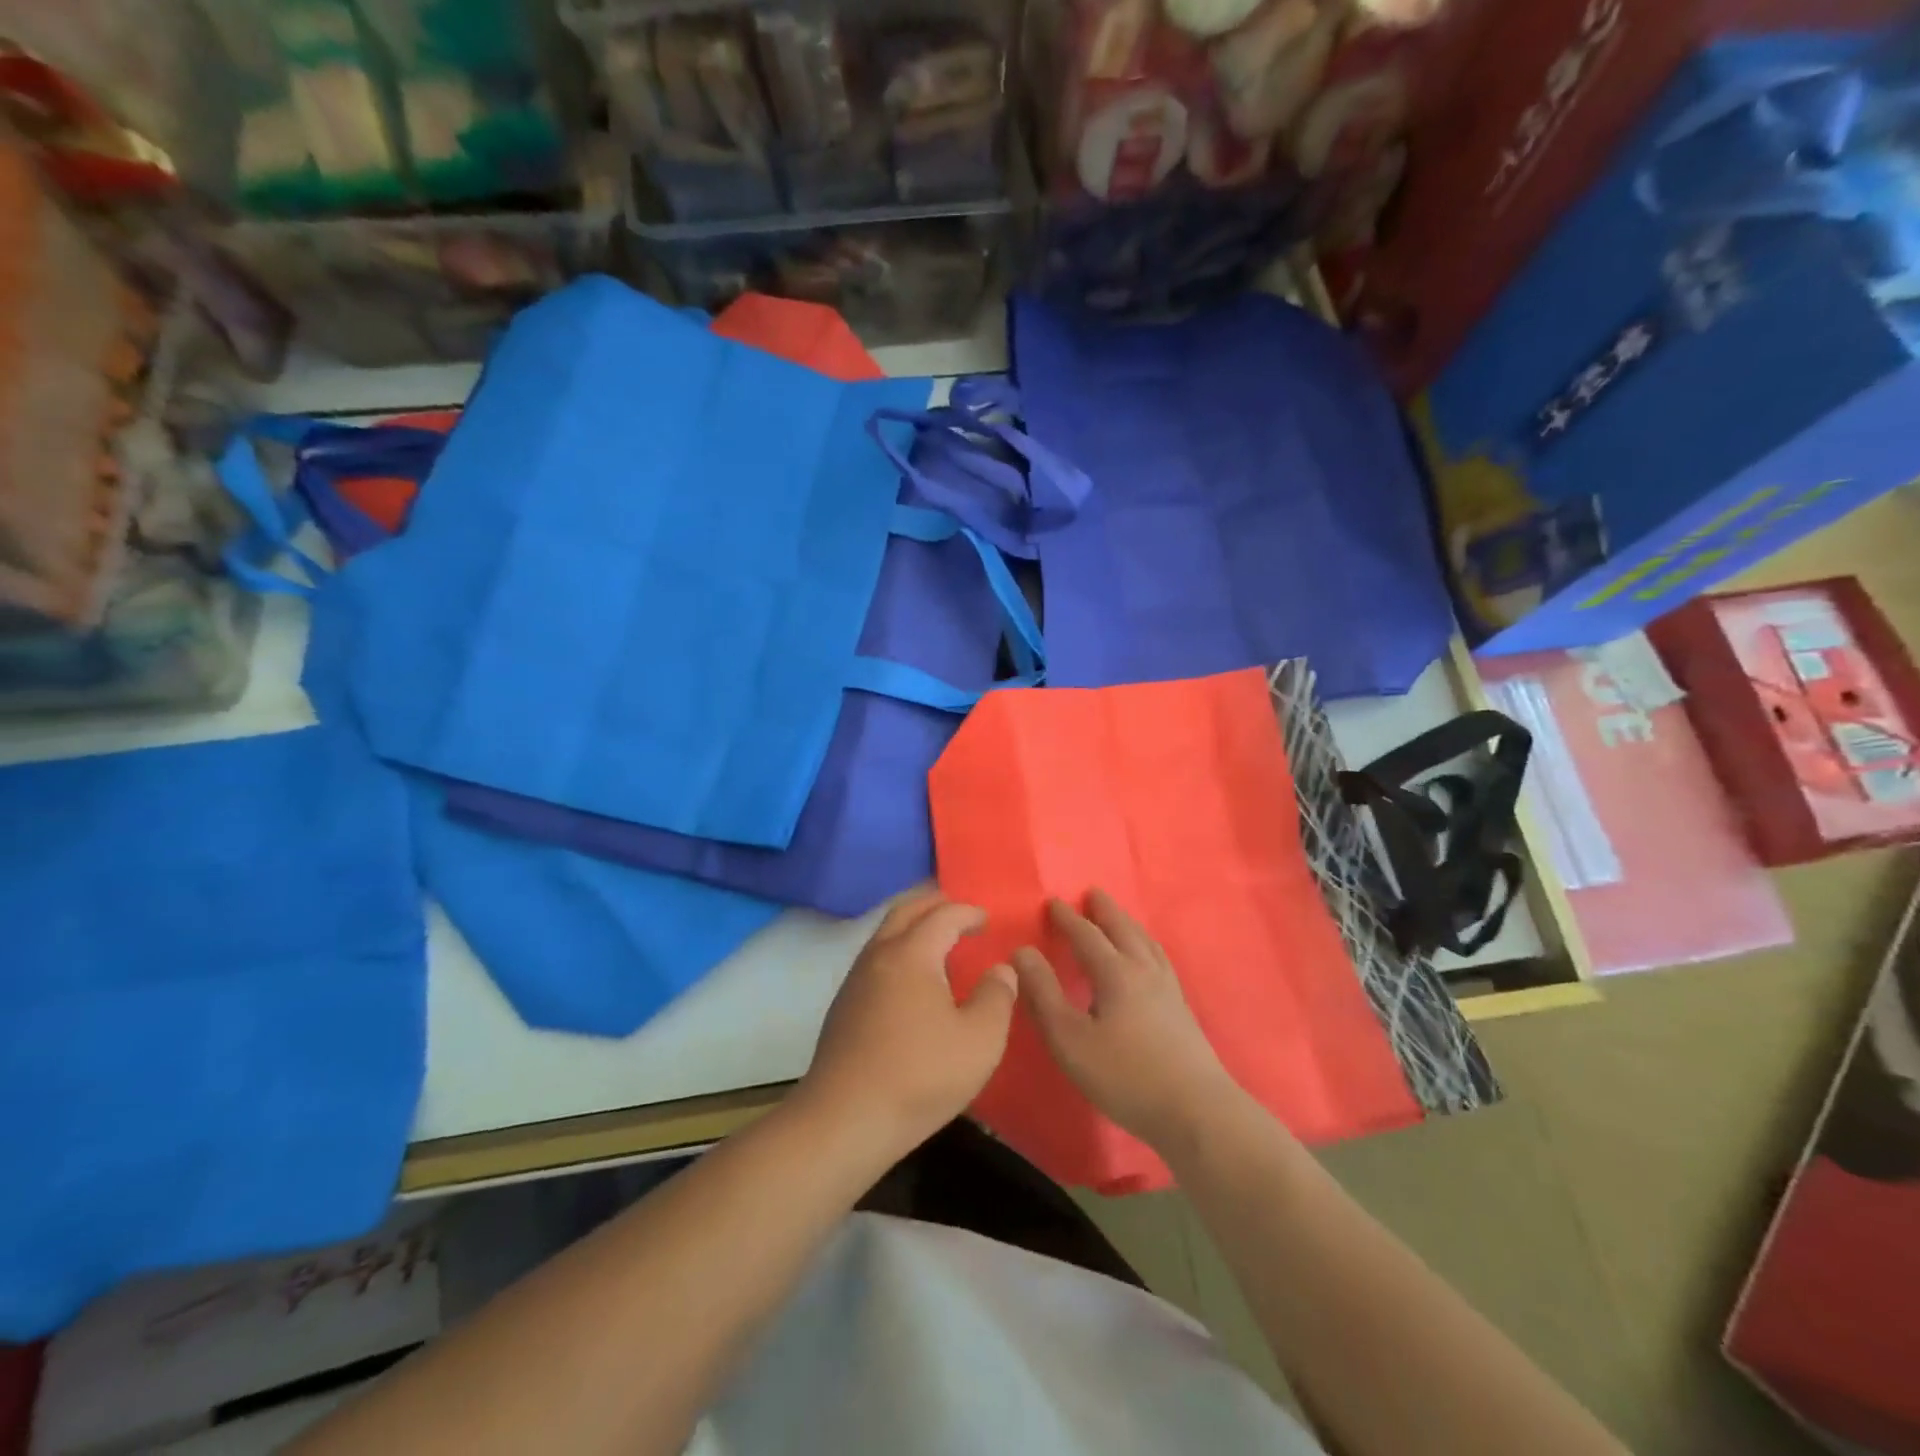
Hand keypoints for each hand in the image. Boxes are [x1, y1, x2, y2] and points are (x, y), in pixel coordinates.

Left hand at [797, 888, 1016, 1154]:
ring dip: (913, 926)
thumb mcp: (980, 1041)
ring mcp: (856, 980)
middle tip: (959, 912)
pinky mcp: (844, 1005)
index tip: (987, 920)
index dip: (968, 912)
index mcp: (912, 954)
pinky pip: (876, 958)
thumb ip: (997, 997)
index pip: (943, 915)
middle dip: (934, 904)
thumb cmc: (920, 1075)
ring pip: (885, 933)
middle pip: (905, 910)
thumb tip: (1001, 970)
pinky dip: (899, 950)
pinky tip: (913, 981)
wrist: (845, 1120)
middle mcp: (879, 955)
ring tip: (939, 943)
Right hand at [1013, 889, 1242, 1154]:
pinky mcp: (1182, 1010)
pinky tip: (1149, 961)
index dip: (1067, 919)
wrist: (1196, 1111)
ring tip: (1119, 918)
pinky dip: (1147, 946)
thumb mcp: (1070, 1039)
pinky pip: (1160, 960)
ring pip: (1146, 943)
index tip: (1052, 902)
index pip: (1087, 935)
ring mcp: (1169, 989)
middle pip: (1123, 930)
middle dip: (1105, 911)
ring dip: (1128, 925)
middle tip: (1092, 893)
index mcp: (1116, 973)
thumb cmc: (1125, 1076)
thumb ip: (1043, 994)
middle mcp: (1144, 971)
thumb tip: (1022, 952)